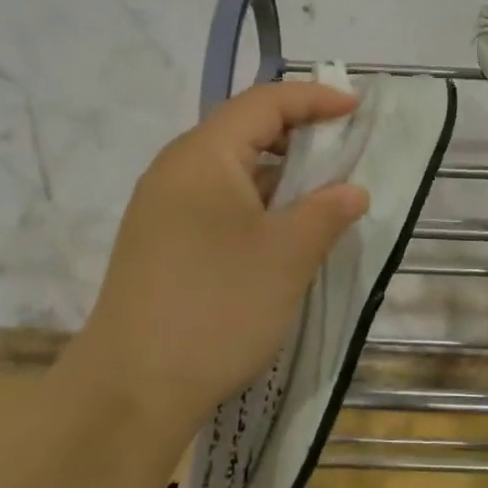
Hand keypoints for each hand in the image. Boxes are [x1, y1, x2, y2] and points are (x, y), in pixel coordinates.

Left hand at [76, 81, 369, 438]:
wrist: (130, 390)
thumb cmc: (217, 306)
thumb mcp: (287, 256)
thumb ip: (326, 212)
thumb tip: (352, 191)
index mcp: (204, 155)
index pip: (265, 102)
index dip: (314, 98)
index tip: (356, 108)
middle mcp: (175, 169)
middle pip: (243, 129)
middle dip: (297, 132)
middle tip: (342, 147)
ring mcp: (161, 207)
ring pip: (229, 168)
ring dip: (277, 171)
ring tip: (318, 191)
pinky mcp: (158, 241)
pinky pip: (214, 199)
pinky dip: (254, 201)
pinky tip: (278, 230)